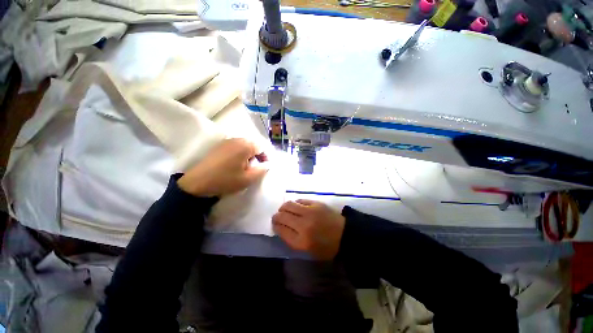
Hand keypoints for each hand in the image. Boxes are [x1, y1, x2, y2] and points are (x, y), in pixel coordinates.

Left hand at [178, 138, 267, 196]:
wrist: (197, 183)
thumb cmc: (226, 180)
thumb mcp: (248, 179)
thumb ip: (262, 170)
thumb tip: (268, 164)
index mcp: (245, 146)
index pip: (262, 146)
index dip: (266, 156)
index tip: (265, 167)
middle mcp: (236, 140)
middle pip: (254, 144)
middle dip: (258, 155)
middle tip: (256, 167)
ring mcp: (227, 141)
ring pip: (244, 145)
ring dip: (249, 154)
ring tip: (246, 166)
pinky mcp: (219, 146)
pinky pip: (235, 146)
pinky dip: (240, 153)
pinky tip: (235, 164)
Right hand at [272, 199, 345, 259]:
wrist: (344, 235)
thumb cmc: (326, 247)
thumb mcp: (307, 250)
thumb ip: (291, 239)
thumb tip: (280, 227)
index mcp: (301, 241)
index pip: (280, 230)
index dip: (275, 226)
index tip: (275, 225)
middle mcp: (303, 225)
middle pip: (282, 216)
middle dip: (276, 216)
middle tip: (277, 217)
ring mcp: (310, 211)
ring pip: (288, 205)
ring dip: (283, 207)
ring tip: (284, 210)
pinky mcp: (316, 203)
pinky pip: (299, 200)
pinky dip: (294, 203)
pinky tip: (296, 206)